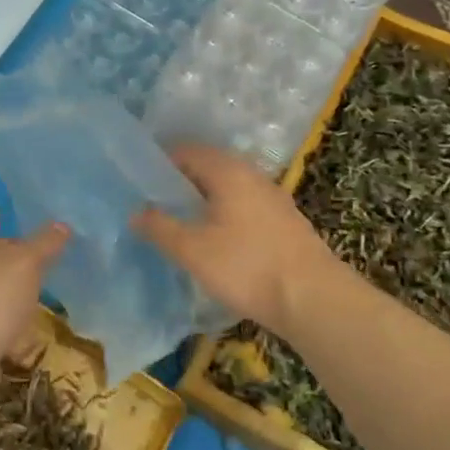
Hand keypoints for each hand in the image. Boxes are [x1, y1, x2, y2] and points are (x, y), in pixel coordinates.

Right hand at [133, 145, 338, 334]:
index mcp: (228, 171)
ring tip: (179, 224)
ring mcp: (272, 198)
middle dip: (180, 184)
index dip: (159, 164)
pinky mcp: (284, 222)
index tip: (138, 185)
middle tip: (153, 206)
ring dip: (203, 201)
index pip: (186, 151)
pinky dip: (223, 215)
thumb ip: (160, 228)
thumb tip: (135, 212)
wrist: (314, 299)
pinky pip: (243, 206)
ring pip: (227, 189)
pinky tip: (214, 240)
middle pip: (208, 168)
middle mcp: (252, 175)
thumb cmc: (247, 267)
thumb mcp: (193, 250)